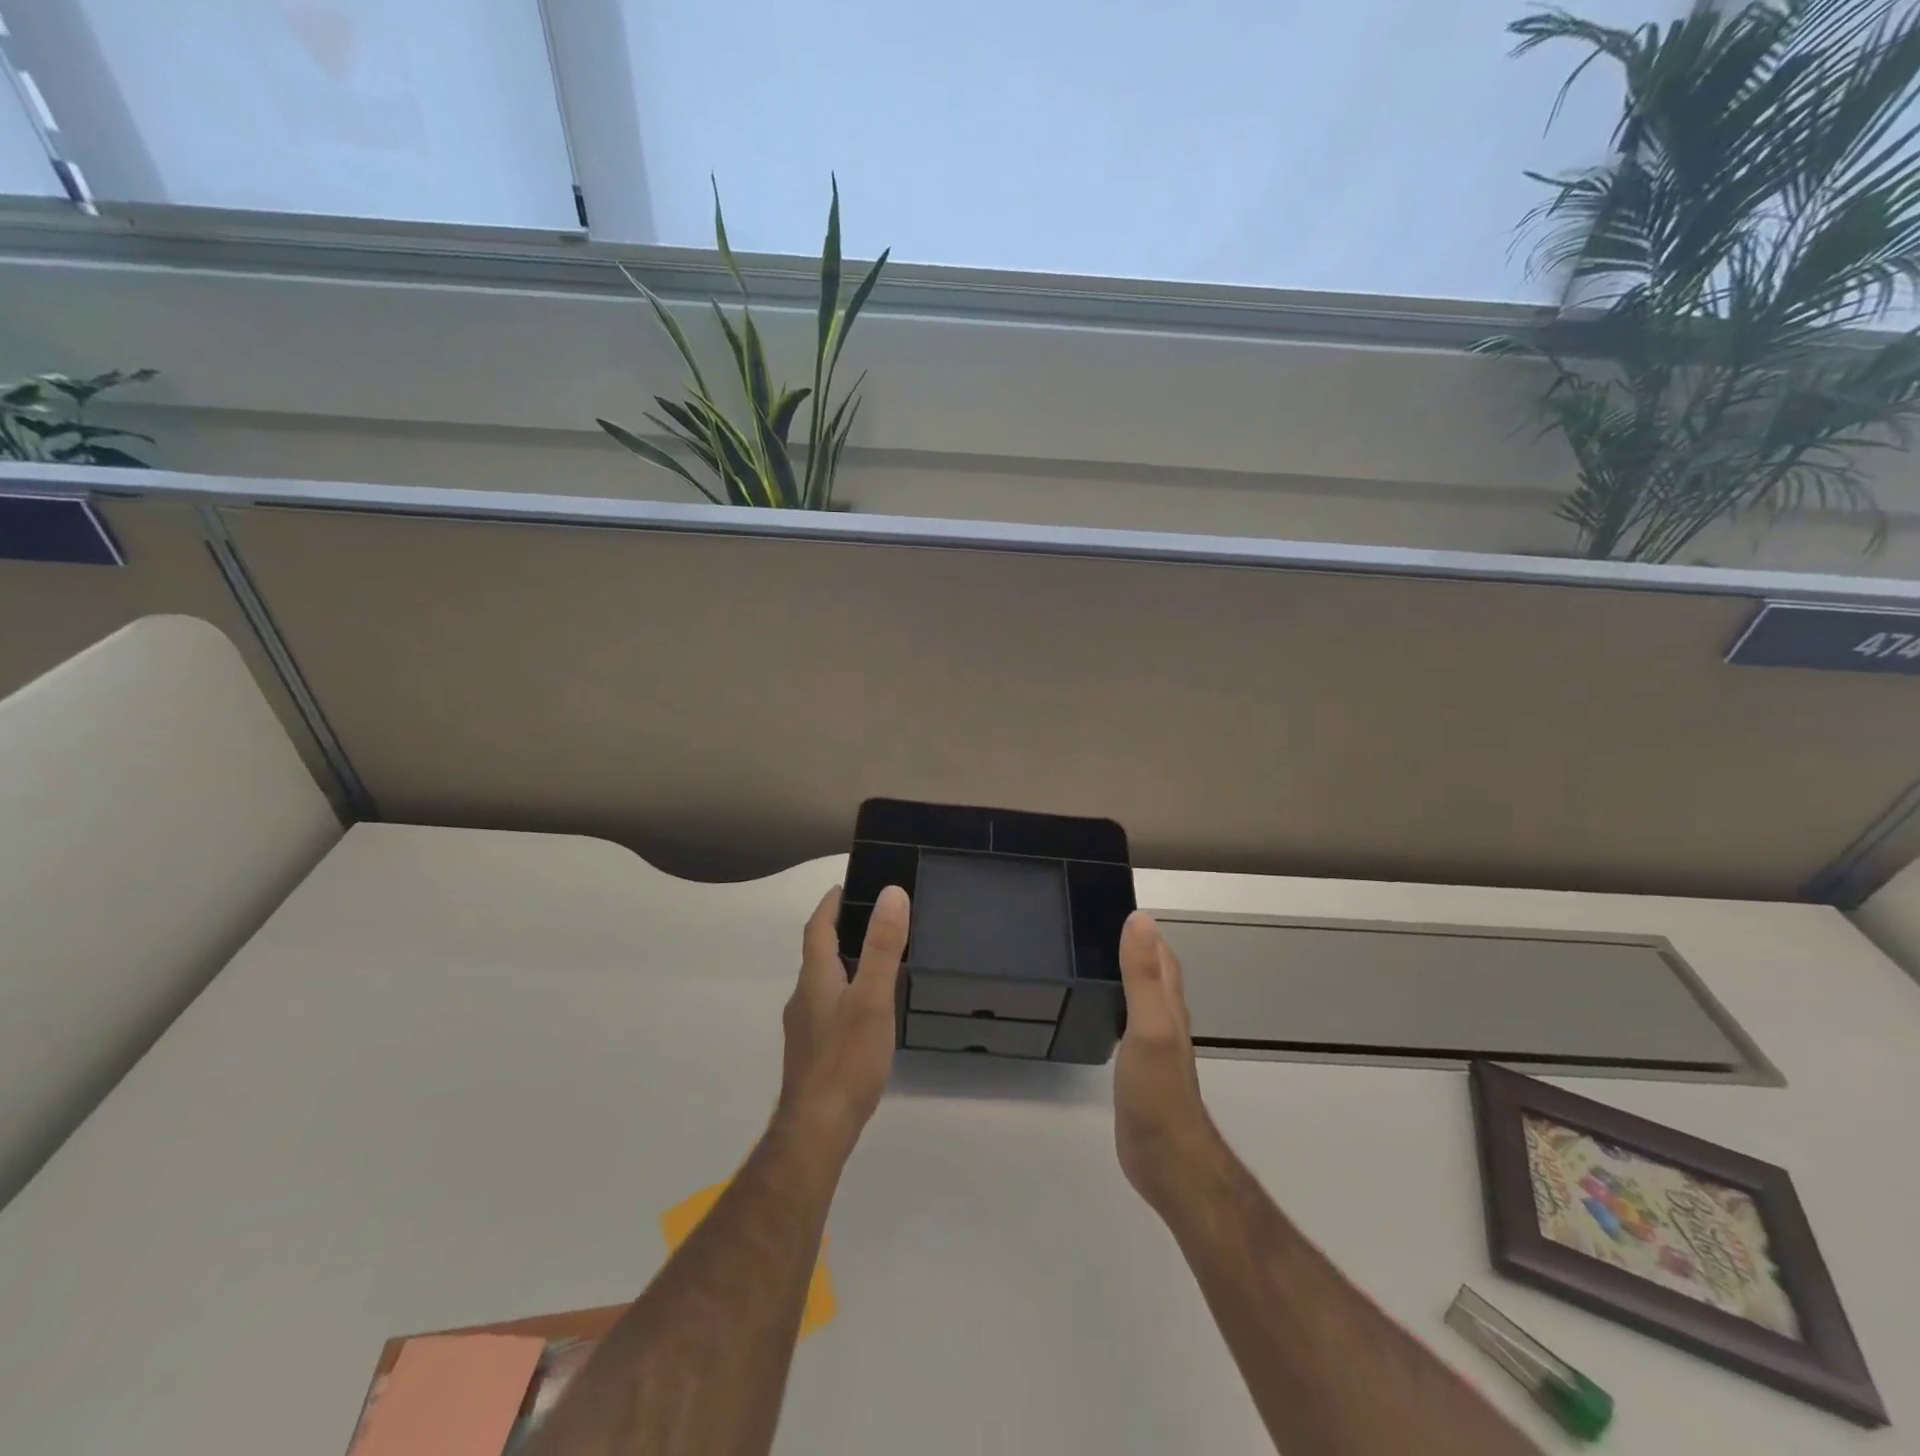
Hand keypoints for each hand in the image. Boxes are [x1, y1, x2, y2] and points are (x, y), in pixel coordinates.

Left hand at [777, 884, 909, 1160]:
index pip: (816, 928)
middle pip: (817, 954)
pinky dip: (845, 994)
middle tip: (872, 919)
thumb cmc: (846, 1059)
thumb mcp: (872, 998)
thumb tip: (891, 893)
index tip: (845, 886)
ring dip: (842, 964)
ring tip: (875, 961)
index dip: (830, 904)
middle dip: (838, 931)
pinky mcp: (812, 1054)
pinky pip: (827, 1009)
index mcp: (815, 978)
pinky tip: (865, 1012)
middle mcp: (803, 998)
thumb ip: (882, 947)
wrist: (816, 1130)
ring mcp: (804, 1029)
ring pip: (822, 983)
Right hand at [1115, 911, 1222, 1212]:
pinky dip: (1118, 1009)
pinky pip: (1130, 1027)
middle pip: (1155, 976)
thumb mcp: (1149, 1026)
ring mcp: (1155, 1049)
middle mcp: (1167, 1022)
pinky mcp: (1141, 1072)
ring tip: (1095, 961)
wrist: (1167, 1159)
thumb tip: (1140, 919)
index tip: (1118, 907)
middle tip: (1098, 929)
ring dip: (1127, 978)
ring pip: (1143, 1001)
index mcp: (1169, 1006)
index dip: (1147, 932)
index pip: (1163, 957)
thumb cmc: (1157, 1090)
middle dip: (1137, 949)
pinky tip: (1102, 1012)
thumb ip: (1142, 974)